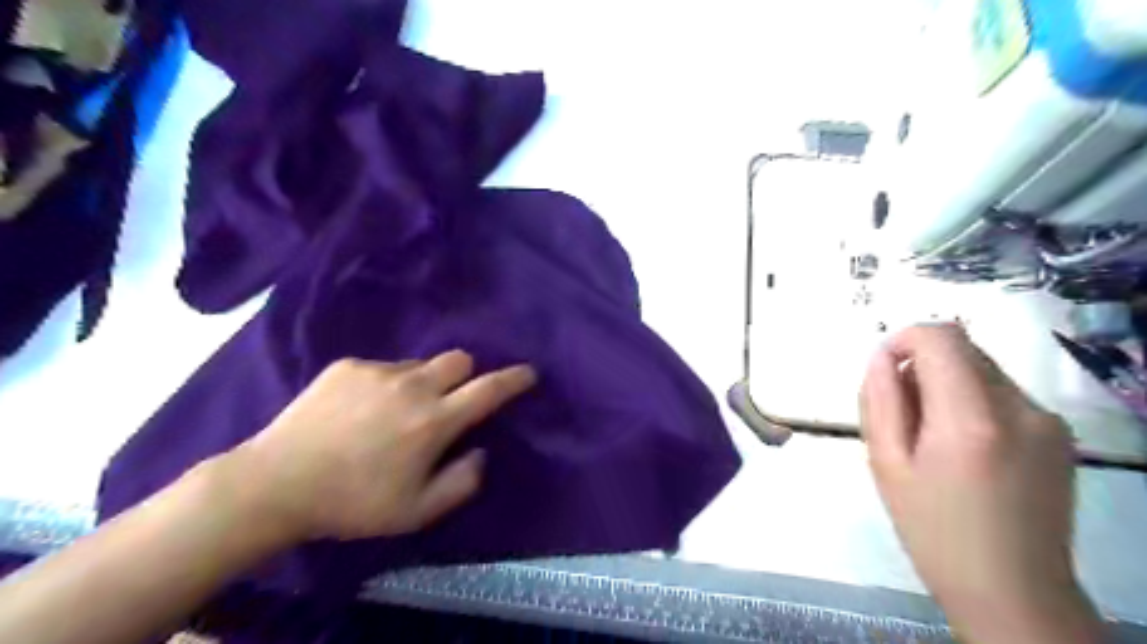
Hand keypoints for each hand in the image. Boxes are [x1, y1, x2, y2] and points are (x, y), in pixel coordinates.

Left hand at [230, 353, 540, 544]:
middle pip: (459, 360)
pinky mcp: (347, 365)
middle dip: (466, 375)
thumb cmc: (353, 503)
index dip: (514, 379)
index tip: (528, 372)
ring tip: (395, 412)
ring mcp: (378, 371)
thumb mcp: (417, 511)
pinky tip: (360, 410)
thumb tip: (480, 452)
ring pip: (420, 364)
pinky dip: (386, 385)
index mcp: (434, 421)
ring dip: (422, 383)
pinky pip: (383, 367)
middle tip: (449, 401)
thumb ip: (462, 482)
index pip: (488, 390)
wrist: (276, 484)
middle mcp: (412, 386)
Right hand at [861, 328, 1100, 643]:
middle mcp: (1020, 409)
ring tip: (932, 436)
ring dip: (946, 384)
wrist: (1013, 590)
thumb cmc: (933, 530)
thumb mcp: (886, 463)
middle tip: (903, 414)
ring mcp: (1047, 421)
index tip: (883, 372)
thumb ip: (879, 401)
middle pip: (962, 348)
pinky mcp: (1058, 434)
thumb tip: (880, 358)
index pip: (940, 337)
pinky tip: (964, 447)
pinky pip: (1002, 392)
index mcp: (971, 419)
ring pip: (981, 368)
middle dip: (921, 365)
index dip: (903, 340)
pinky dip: (971, 400)